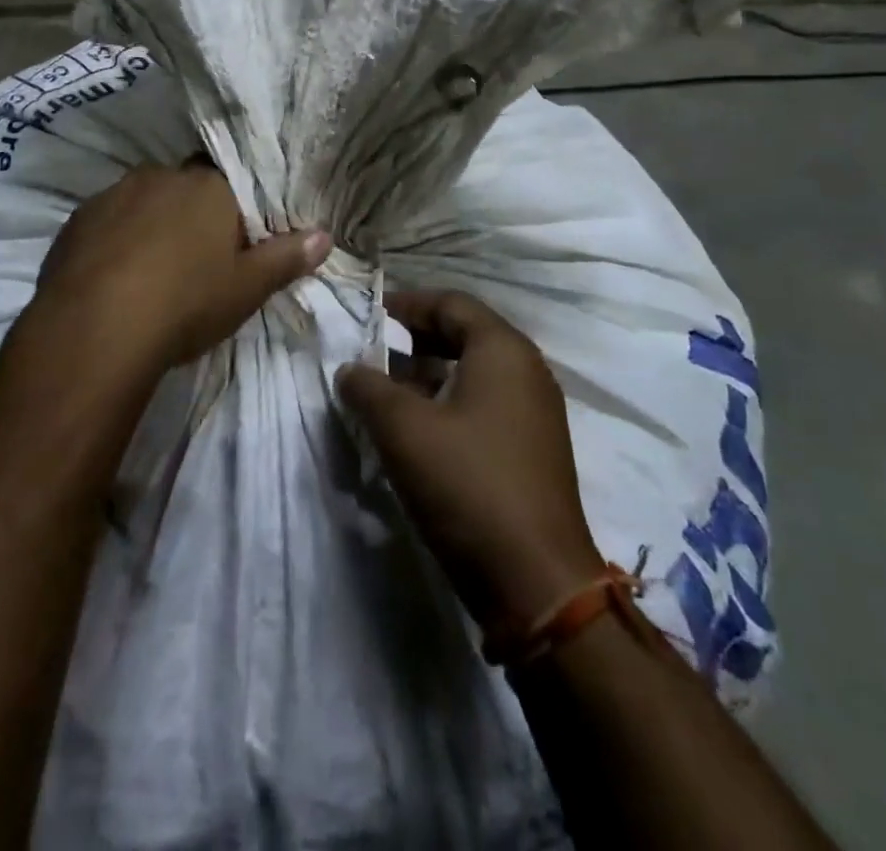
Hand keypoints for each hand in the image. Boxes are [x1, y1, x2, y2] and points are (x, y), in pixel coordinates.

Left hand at [28, 161, 331, 376]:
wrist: (95, 330)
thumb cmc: (186, 303)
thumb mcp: (247, 288)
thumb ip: (287, 258)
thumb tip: (325, 236)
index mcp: (208, 187)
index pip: (228, 181)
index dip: (231, 208)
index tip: (231, 239)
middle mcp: (160, 177)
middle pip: (183, 187)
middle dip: (189, 212)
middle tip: (194, 258)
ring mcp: (113, 195)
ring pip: (142, 201)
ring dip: (149, 224)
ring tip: (150, 270)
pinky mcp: (76, 220)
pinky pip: (106, 222)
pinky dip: (114, 240)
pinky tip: (113, 277)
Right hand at [336, 291, 605, 629]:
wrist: (536, 582)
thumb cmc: (467, 485)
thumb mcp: (403, 430)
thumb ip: (368, 388)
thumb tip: (349, 369)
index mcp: (503, 350)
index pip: (451, 303)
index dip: (406, 305)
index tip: (367, 317)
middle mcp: (527, 370)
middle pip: (465, 334)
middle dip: (415, 340)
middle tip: (372, 354)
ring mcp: (535, 411)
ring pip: (474, 372)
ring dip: (429, 374)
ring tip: (386, 392)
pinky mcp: (533, 448)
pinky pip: (486, 404)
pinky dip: (449, 402)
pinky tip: (418, 429)